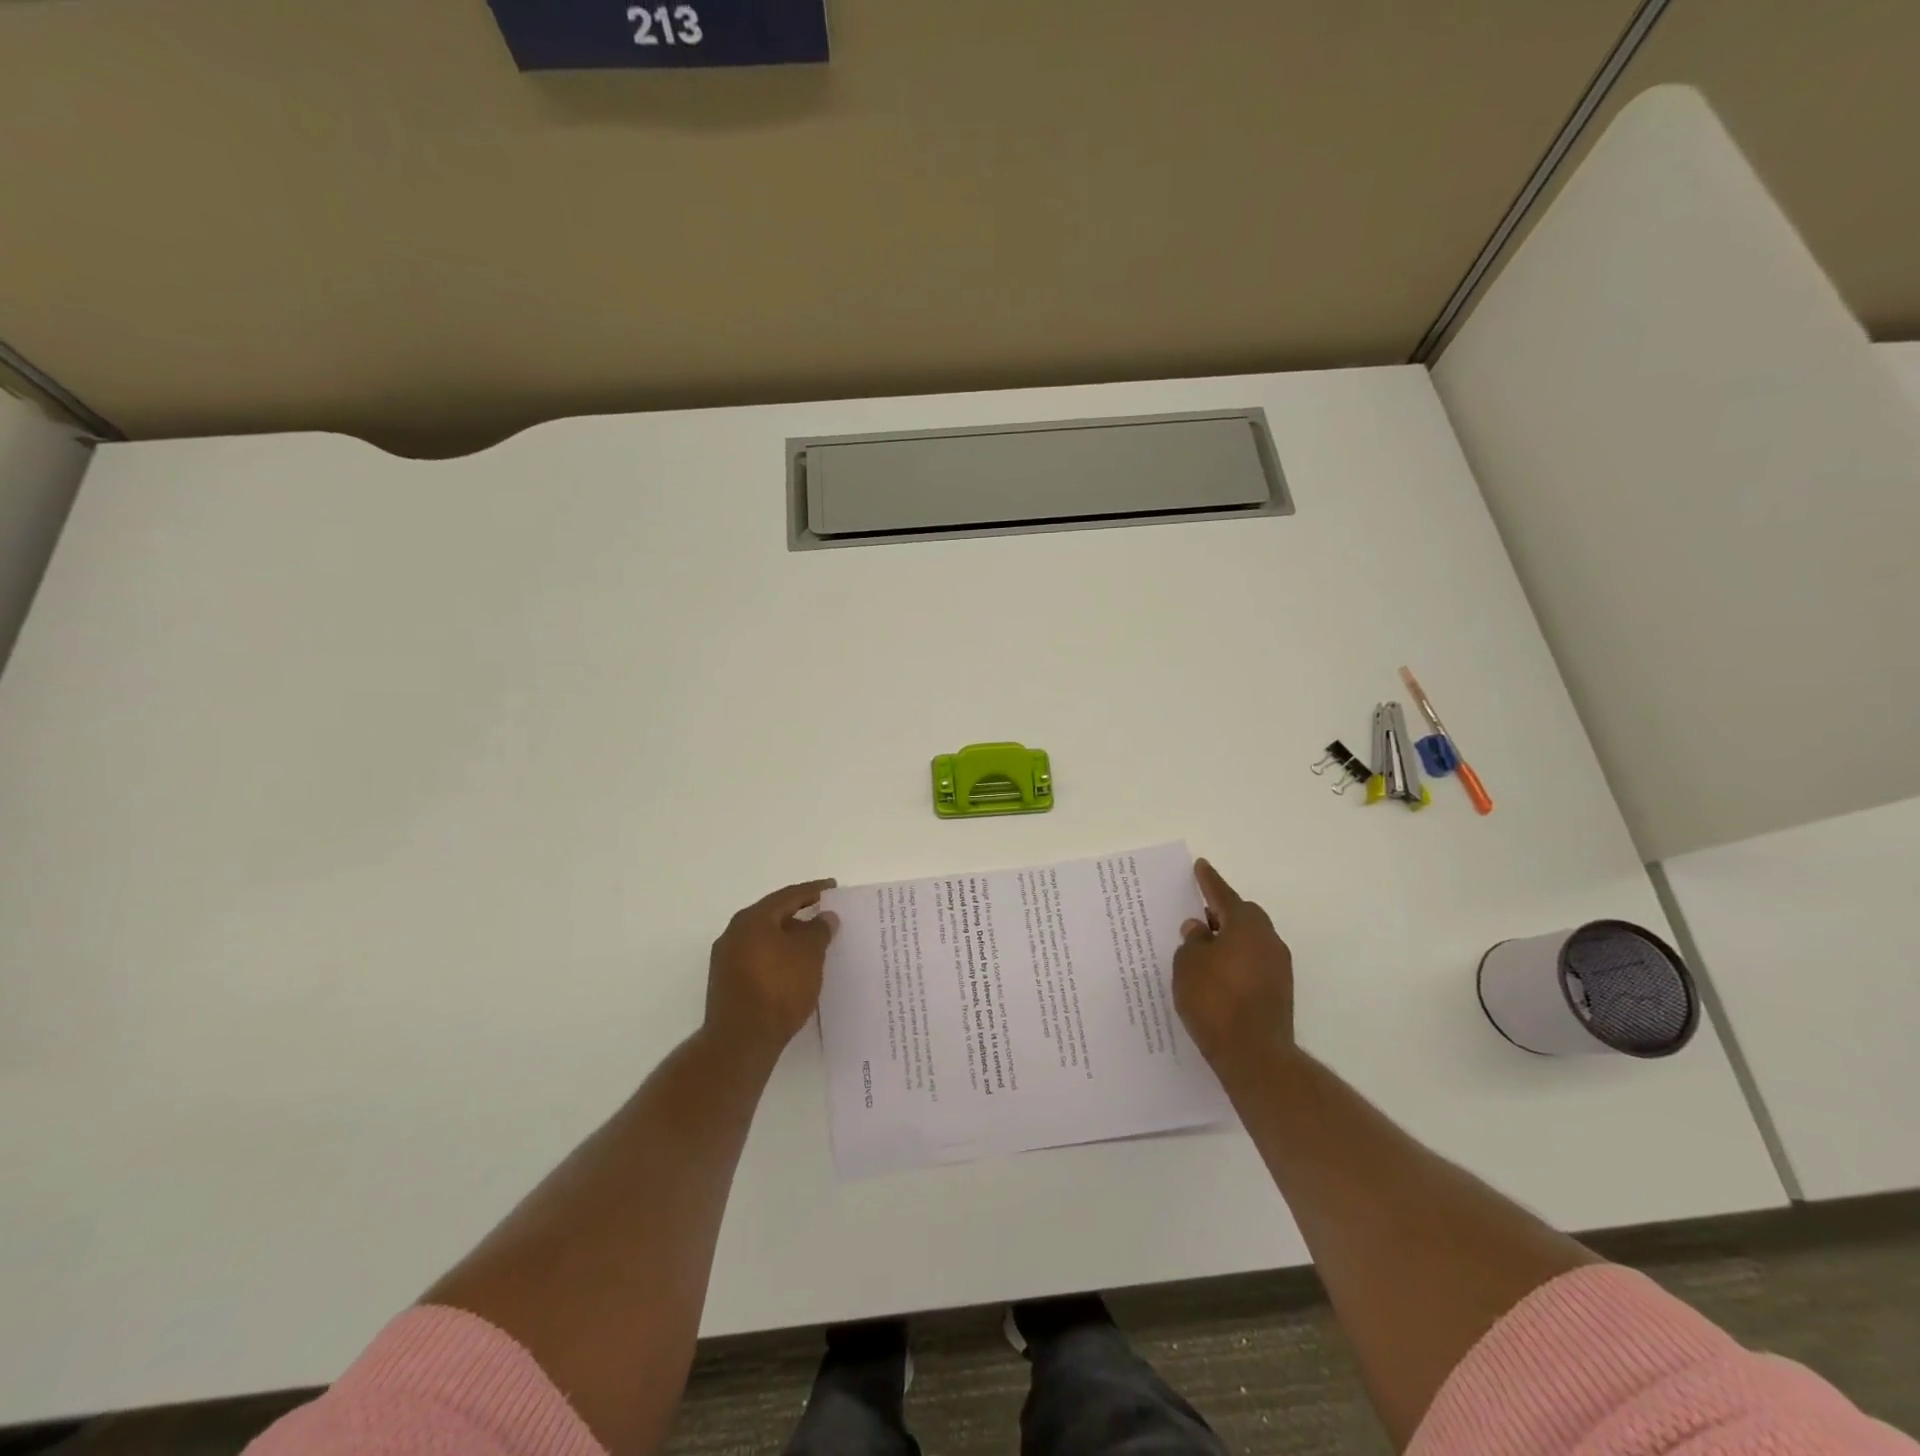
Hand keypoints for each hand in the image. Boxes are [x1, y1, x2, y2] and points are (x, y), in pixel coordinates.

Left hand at [704, 879, 839, 1058]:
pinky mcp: (727, 983)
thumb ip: (819, 930)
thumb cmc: (779, 988)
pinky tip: (794, 967)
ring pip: (765, 939)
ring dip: (788, 938)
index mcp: (753, 919)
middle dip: (799, 914)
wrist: (741, 1041)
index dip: (813, 890)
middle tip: (823, 914)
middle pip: (773, 915)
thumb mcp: (809, 954)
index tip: (832, 887)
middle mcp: (734, 933)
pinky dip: (778, 956)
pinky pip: (759, 958)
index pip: (788, 896)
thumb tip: (825, 916)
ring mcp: (727, 959)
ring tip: (813, 943)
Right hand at [1173, 859, 1295, 1077]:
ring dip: (1230, 939)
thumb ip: (1192, 941)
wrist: (1253, 1054)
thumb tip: (1200, 929)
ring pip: (1250, 941)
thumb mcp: (1188, 965)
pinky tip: (1217, 974)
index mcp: (1245, 925)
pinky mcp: (1279, 992)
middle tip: (1199, 916)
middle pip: (1243, 916)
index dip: (1209, 881)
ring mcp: (1278, 968)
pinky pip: (1253, 963)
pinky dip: (1236, 961)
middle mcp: (1268, 940)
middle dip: (1221, 913)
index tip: (1201, 866)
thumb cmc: (1214, 1000)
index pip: (1223, 895)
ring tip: (1204, 948)